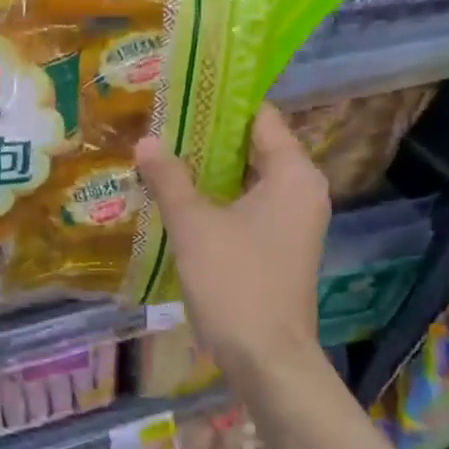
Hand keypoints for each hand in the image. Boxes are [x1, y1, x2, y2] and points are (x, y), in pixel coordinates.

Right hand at [135, 104, 330, 403]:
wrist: (265, 357)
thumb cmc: (235, 281)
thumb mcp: (193, 224)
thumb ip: (168, 178)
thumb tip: (146, 142)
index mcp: (294, 174)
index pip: (260, 117)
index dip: (220, 101)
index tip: (180, 91)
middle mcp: (301, 190)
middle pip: (252, 146)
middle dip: (206, 135)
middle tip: (160, 121)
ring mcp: (292, 220)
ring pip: (246, 177)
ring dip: (207, 167)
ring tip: (161, 152)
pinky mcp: (278, 245)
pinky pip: (245, 203)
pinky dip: (215, 195)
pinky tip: (176, 195)